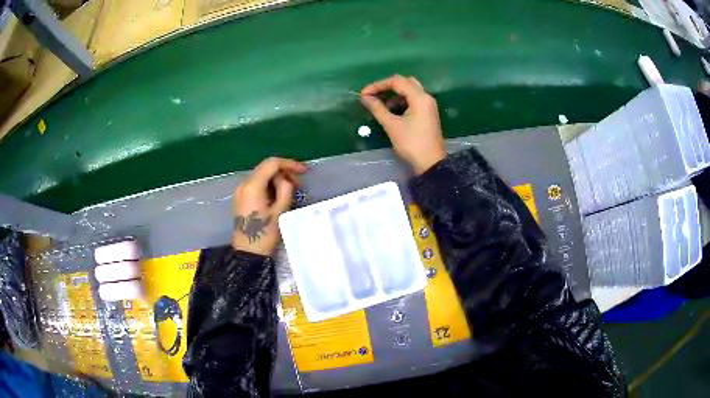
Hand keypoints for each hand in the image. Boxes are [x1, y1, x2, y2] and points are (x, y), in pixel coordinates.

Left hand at [232, 157, 307, 255]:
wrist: (248, 253)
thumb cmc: (265, 234)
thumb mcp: (280, 211)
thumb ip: (285, 189)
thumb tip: (286, 180)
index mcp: (253, 186)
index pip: (272, 164)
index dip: (290, 164)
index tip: (304, 171)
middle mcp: (244, 184)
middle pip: (266, 168)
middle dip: (284, 172)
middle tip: (298, 184)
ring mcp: (240, 191)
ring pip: (261, 175)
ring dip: (276, 179)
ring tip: (290, 191)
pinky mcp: (241, 198)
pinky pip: (256, 184)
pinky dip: (268, 185)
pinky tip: (278, 195)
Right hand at [360, 75, 445, 174]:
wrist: (431, 163)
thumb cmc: (411, 144)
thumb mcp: (392, 125)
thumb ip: (378, 108)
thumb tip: (365, 97)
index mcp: (419, 97)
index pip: (396, 81)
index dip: (378, 85)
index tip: (364, 94)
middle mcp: (426, 97)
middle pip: (405, 82)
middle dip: (387, 87)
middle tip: (374, 95)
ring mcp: (428, 105)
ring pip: (410, 91)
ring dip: (394, 95)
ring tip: (381, 106)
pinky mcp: (428, 113)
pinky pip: (413, 100)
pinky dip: (401, 101)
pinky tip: (392, 112)